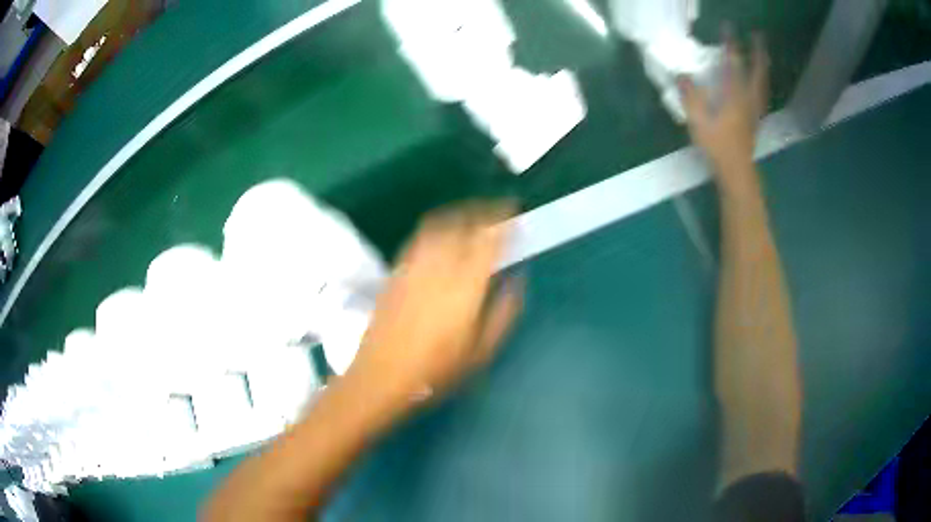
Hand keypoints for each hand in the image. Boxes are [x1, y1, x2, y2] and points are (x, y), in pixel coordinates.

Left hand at [346, 203, 522, 410]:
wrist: (380, 377)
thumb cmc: (435, 371)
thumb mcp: (480, 352)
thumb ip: (503, 313)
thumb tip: (516, 280)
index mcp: (465, 287)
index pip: (488, 239)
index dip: (501, 220)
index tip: (511, 209)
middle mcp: (439, 267)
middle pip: (462, 224)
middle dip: (481, 211)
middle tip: (495, 210)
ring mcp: (413, 267)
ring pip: (438, 226)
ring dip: (458, 215)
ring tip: (470, 216)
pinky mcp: (395, 272)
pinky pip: (418, 238)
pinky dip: (434, 228)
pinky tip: (439, 235)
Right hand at [679, 29, 768, 188]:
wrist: (736, 172)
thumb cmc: (718, 147)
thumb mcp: (699, 122)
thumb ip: (691, 96)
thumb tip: (681, 75)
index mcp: (736, 96)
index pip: (735, 64)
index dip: (731, 44)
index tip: (728, 27)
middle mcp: (749, 99)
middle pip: (758, 71)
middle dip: (758, 52)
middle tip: (759, 36)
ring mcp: (755, 110)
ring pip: (763, 83)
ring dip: (764, 66)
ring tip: (763, 54)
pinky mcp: (756, 119)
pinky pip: (762, 94)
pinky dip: (763, 82)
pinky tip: (761, 82)